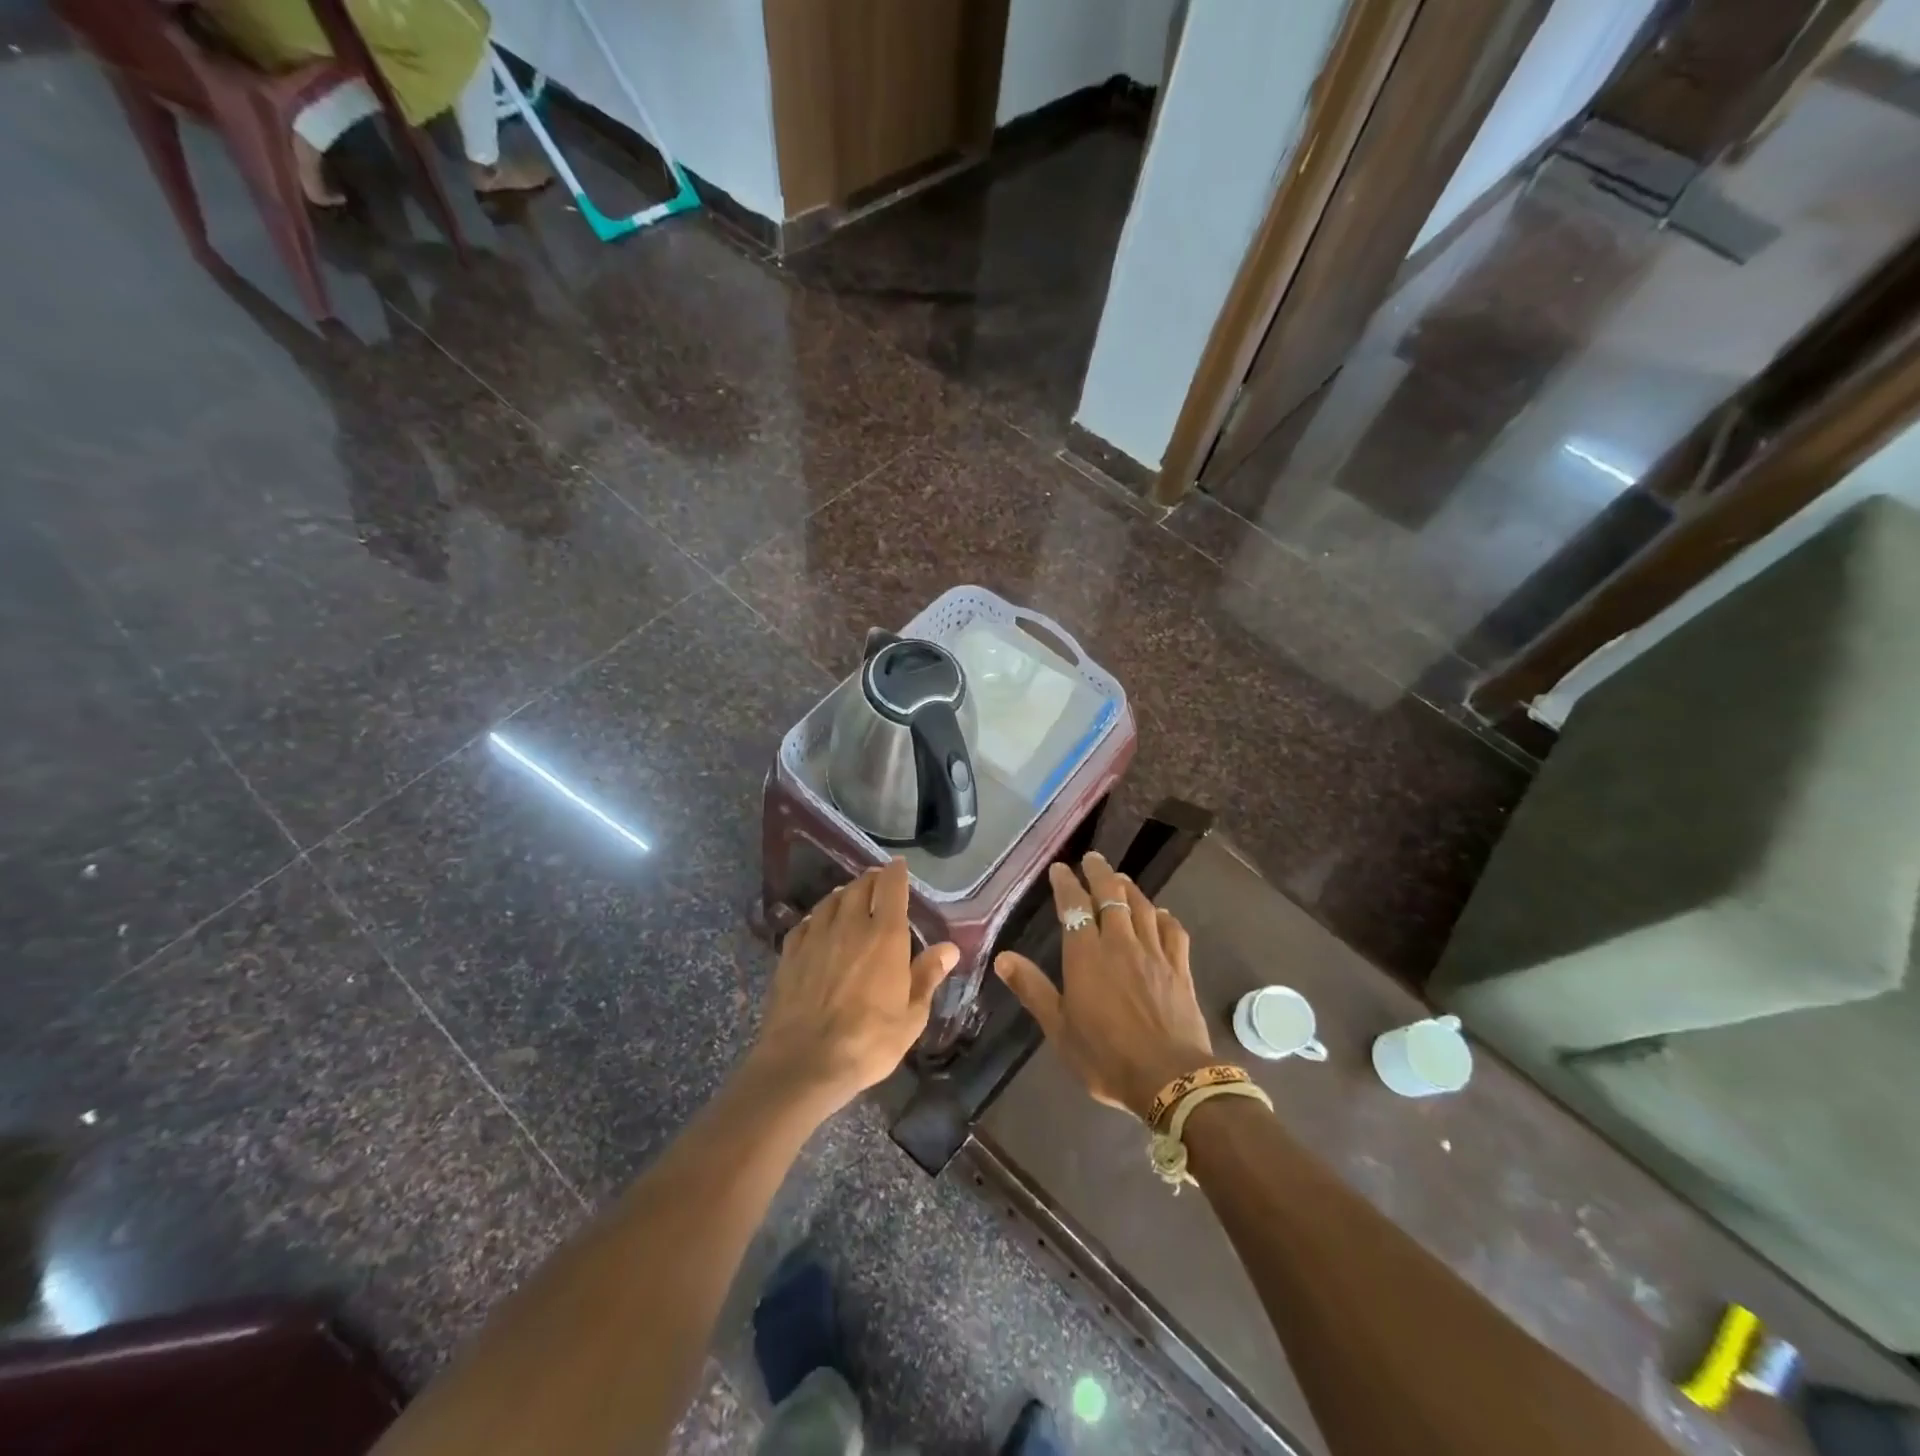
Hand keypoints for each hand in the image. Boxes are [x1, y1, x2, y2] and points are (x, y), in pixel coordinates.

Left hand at [750, 859, 958, 1110]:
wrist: (804, 1063)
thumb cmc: (868, 1042)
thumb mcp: (911, 1016)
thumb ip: (927, 976)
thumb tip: (949, 948)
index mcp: (885, 936)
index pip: (891, 888)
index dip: (896, 873)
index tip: (898, 866)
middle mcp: (850, 926)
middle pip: (859, 887)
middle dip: (871, 879)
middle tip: (877, 883)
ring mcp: (816, 936)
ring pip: (831, 900)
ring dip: (843, 894)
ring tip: (849, 897)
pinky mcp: (790, 953)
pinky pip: (806, 922)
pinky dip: (817, 916)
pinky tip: (818, 924)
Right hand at [995, 852, 1215, 1121]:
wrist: (1169, 1078)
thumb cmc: (1105, 1056)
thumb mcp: (1058, 1028)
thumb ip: (1032, 989)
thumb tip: (1003, 957)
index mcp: (1086, 955)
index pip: (1074, 906)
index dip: (1066, 884)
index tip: (1059, 869)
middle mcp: (1120, 943)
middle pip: (1111, 895)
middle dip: (1099, 873)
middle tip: (1092, 858)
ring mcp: (1154, 953)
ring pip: (1141, 906)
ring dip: (1129, 888)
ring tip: (1120, 878)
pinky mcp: (1180, 967)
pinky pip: (1172, 931)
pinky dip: (1163, 916)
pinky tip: (1160, 914)